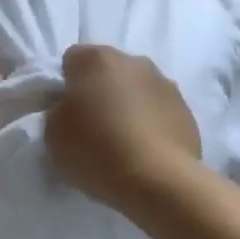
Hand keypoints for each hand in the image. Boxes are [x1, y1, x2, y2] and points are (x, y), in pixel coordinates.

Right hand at [46, 45, 200, 212]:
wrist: (159, 179)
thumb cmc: (97, 150)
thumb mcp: (53, 133)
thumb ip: (58, 110)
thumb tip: (70, 108)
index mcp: (97, 59)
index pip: (72, 59)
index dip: (65, 85)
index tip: (65, 112)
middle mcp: (134, 61)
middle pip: (108, 71)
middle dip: (99, 91)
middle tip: (92, 126)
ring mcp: (165, 83)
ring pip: (136, 88)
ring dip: (127, 105)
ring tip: (121, 141)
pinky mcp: (186, 109)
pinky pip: (158, 110)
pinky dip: (150, 122)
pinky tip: (145, 150)